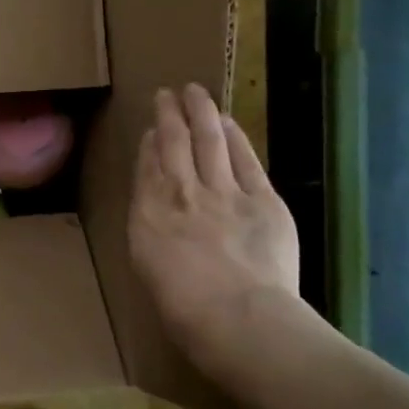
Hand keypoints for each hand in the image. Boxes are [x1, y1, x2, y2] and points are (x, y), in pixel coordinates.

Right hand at [128, 84, 301, 374]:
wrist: (237, 317)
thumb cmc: (183, 309)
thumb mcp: (148, 266)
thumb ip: (150, 228)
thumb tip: (156, 205)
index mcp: (147, 215)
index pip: (147, 167)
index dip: (149, 143)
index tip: (151, 128)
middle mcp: (180, 193)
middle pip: (172, 143)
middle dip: (168, 114)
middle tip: (167, 93)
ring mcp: (222, 192)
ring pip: (207, 140)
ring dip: (199, 112)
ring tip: (195, 92)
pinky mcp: (261, 198)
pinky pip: (243, 158)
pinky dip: (233, 136)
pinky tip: (227, 122)